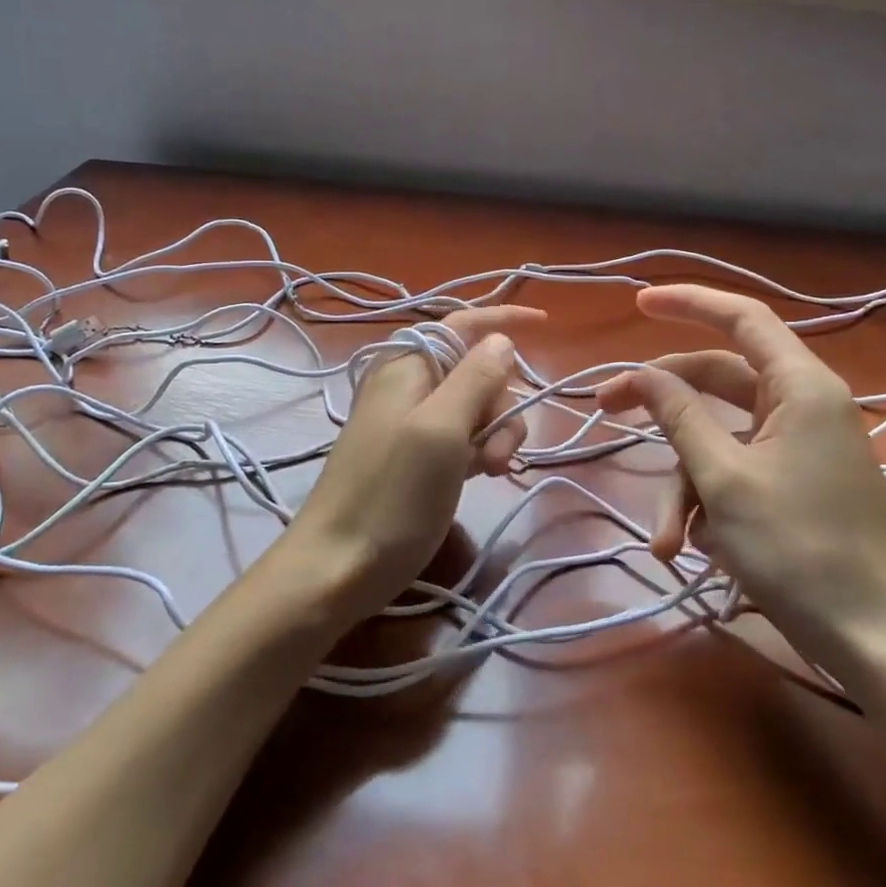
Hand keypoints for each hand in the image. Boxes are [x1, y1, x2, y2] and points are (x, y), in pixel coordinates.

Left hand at [285, 304, 546, 625]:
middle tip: (496, 452)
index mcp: (409, 365)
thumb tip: (500, 339)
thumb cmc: (392, 495)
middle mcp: (409, 384)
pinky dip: (479, 449)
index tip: (547, 322)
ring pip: (475, 406)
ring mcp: (411, 421)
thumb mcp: (441, 429)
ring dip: (494, 433)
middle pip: (477, 369)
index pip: (464, 323)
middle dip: (500, 403)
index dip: (504, 319)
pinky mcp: (415, 455)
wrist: (337, 567)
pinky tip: (481, 474)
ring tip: (489, 471)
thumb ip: (474, 378)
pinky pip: (461, 435)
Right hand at [596, 285, 885, 691]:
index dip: (690, 302)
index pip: (742, 317)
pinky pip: (737, 471)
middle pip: (718, 379)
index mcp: (801, 386)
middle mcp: (804, 405)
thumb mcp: (724, 479)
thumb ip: (680, 416)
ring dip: (684, 482)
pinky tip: (694, 547)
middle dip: (662, 402)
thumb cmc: (800, 550)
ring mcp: (801, 447)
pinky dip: (708, 501)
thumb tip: (643, 372)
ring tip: (667, 539)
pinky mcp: (796, 484)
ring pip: (720, 437)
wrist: (877, 642)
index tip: (638, 303)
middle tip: (605, 408)